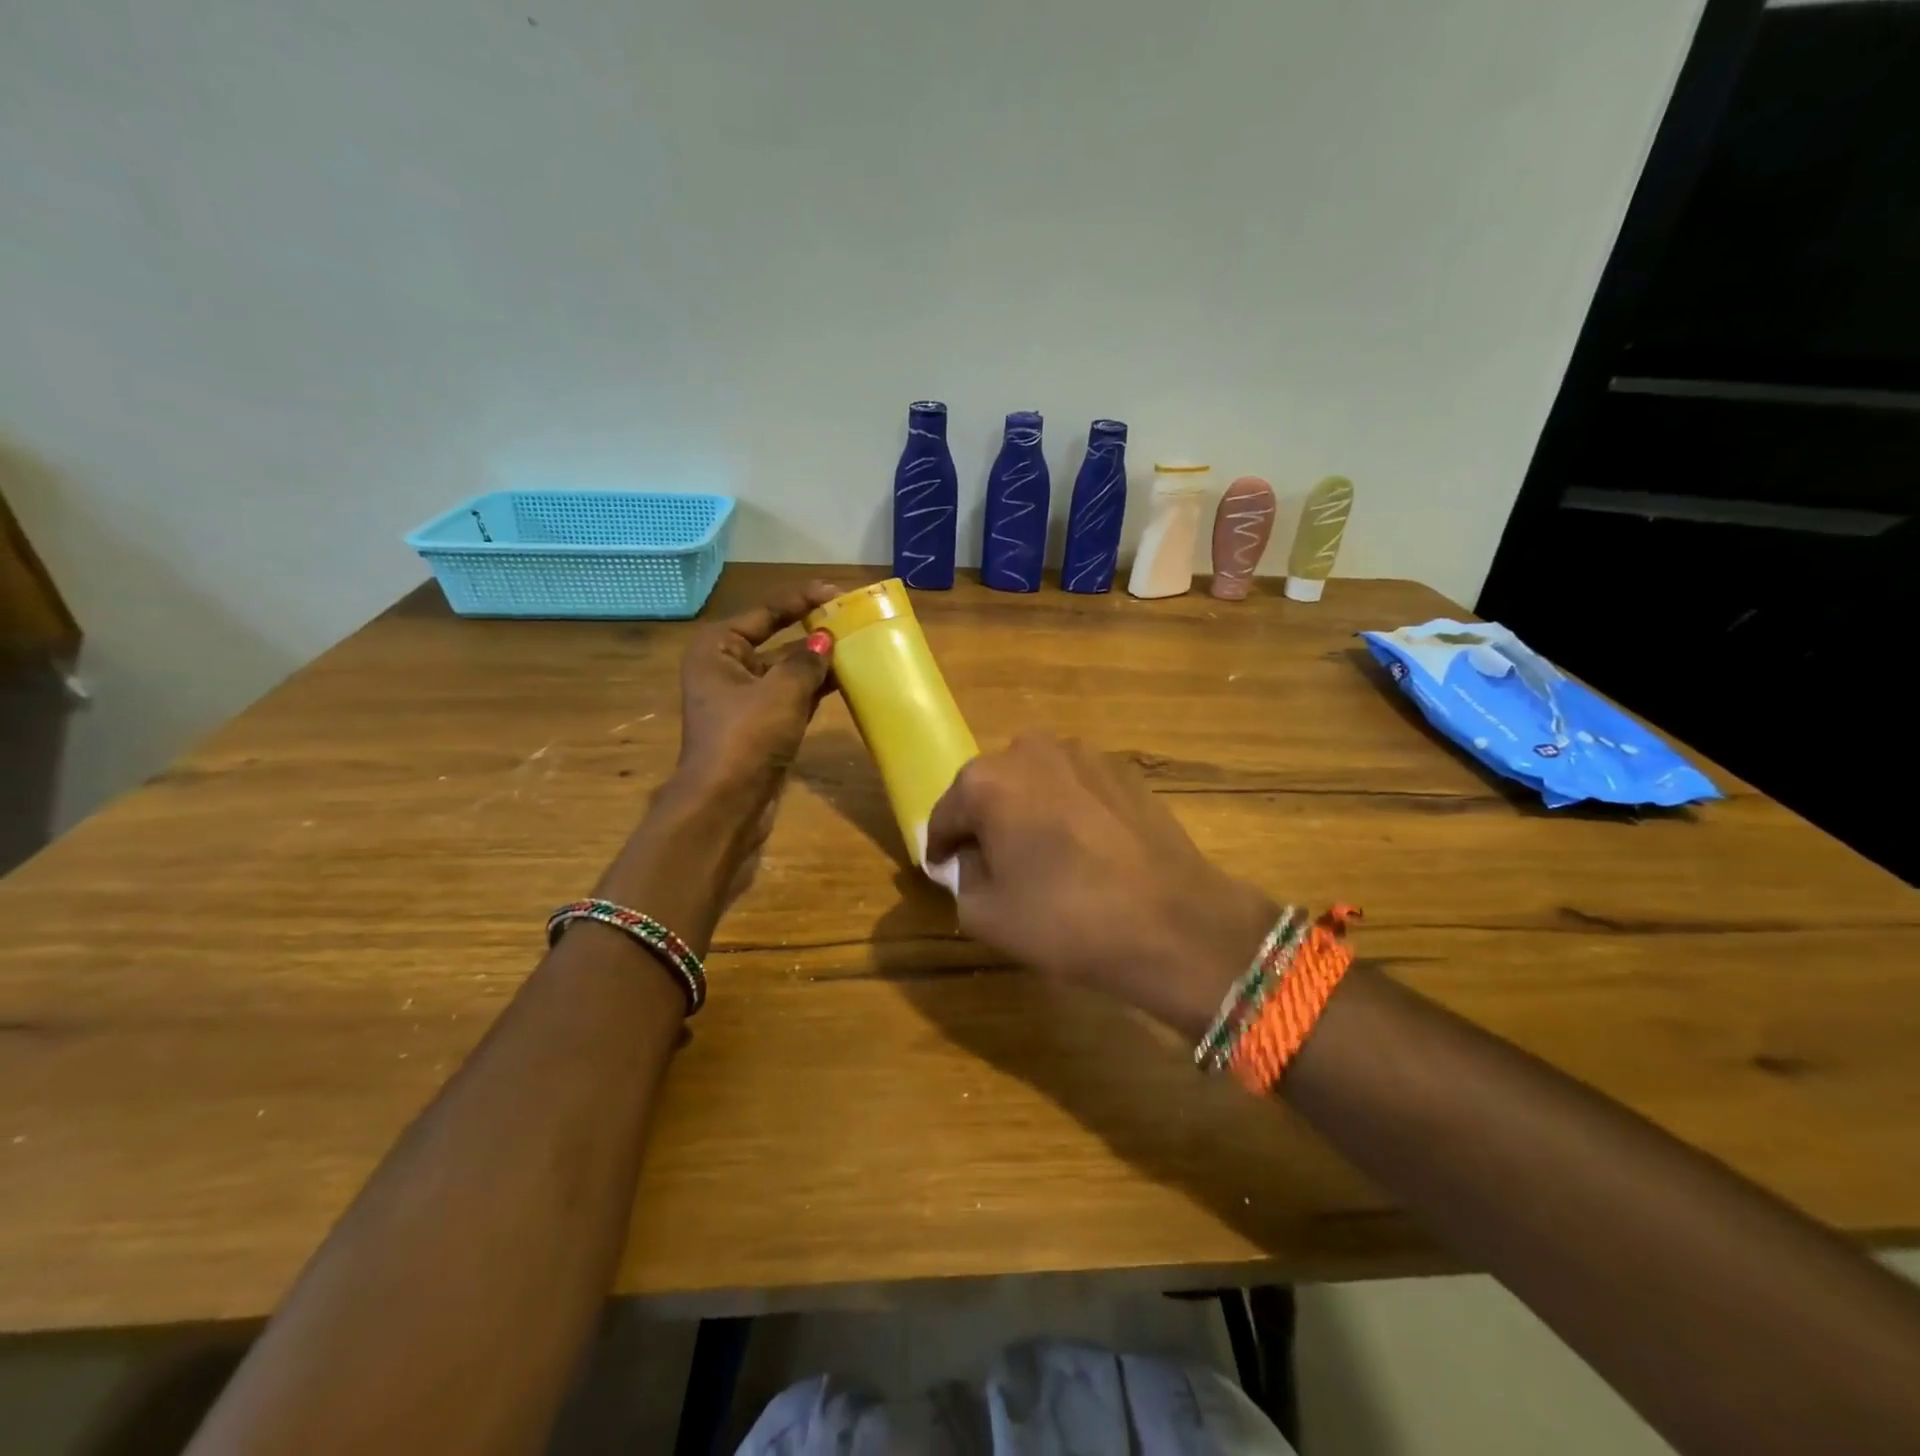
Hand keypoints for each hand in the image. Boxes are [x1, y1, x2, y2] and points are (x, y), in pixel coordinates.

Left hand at [673, 580, 839, 796]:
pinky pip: (793, 698)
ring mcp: (744, 701)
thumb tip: (825, 639)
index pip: (763, 613)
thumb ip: (806, 661)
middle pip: (775, 641)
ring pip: (787, 672)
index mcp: (717, 650)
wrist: (726, 805)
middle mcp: (726, 670)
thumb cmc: (746, 738)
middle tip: (852, 619)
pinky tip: (846, 680)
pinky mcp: (762, 727)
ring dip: (818, 662)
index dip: (799, 601)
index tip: (835, 592)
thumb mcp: (780, 691)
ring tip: (858, 646)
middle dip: (812, 633)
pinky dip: (816, 689)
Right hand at [926, 734, 1277, 1036]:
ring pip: (1034, 782)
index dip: (940, 848)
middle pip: (990, 789)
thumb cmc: (1066, 920)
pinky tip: (1086, 849)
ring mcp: (1082, 753)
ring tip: (1045, 856)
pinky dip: (1068, 809)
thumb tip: (971, 859)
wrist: (1174, 922)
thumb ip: (961, 878)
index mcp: (986, 781)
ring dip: (1029, 810)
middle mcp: (1029, 750)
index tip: (944, 870)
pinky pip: (1075, 786)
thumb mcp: (986, 915)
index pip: (945, 815)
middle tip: (996, 866)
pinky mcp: (1123, 768)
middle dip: (986, 823)